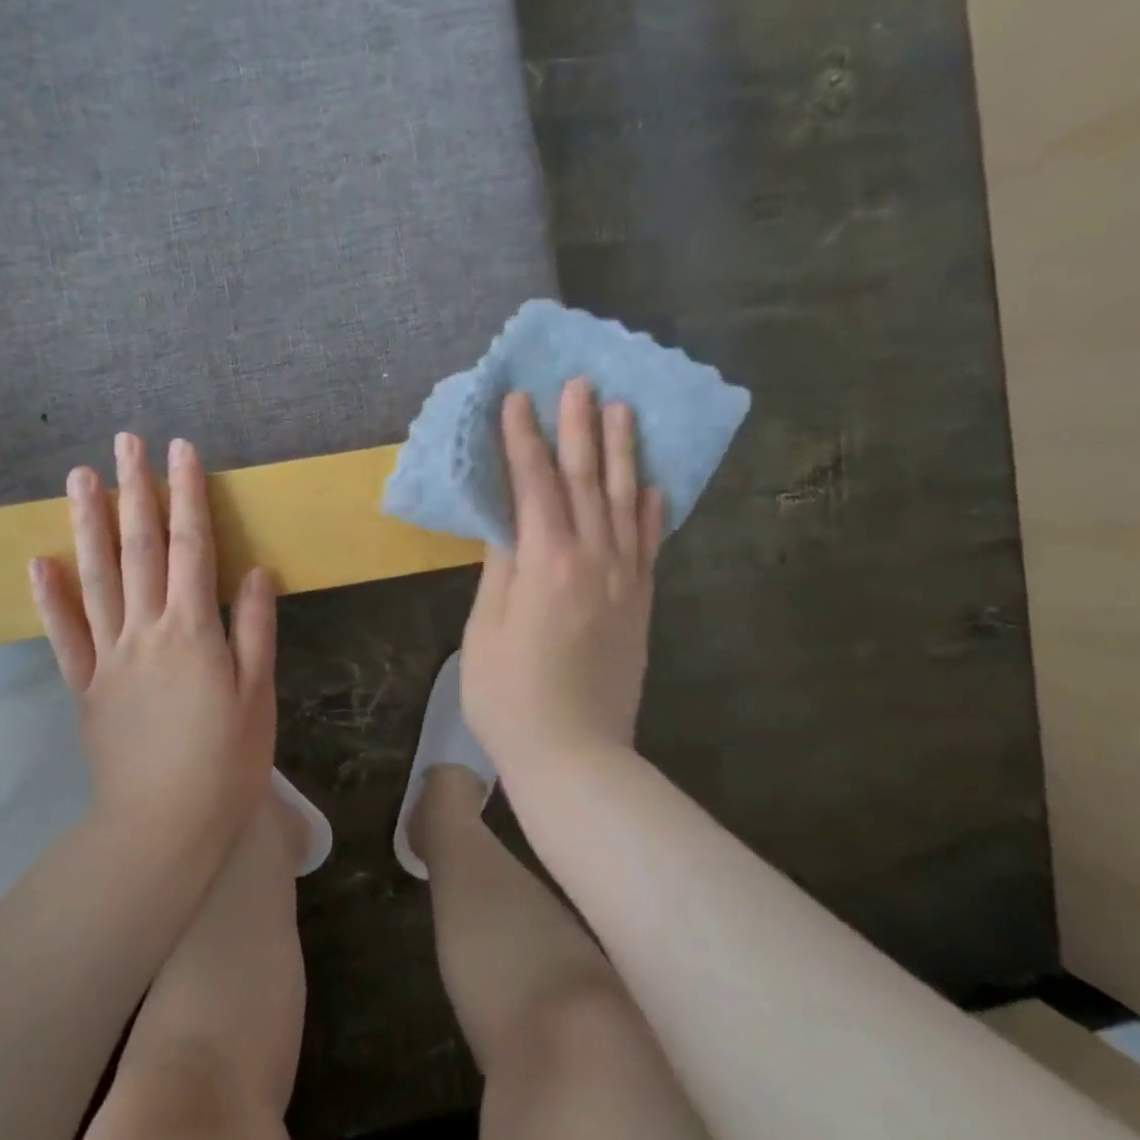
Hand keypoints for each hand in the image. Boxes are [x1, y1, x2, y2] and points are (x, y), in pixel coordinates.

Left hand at [29, 433, 276, 853]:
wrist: (164, 826)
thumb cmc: (226, 761)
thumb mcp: (258, 694)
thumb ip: (252, 629)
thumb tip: (251, 570)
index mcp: (192, 630)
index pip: (190, 546)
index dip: (187, 495)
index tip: (180, 450)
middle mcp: (146, 630)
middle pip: (138, 548)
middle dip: (135, 490)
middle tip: (125, 442)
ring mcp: (109, 656)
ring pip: (96, 578)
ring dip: (88, 524)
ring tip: (80, 478)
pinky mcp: (86, 685)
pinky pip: (65, 635)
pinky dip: (51, 597)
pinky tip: (40, 562)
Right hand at [461, 380, 663, 776]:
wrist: (574, 757)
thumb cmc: (510, 697)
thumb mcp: (487, 629)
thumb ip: (502, 568)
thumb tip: (509, 519)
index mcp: (548, 564)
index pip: (535, 485)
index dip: (524, 440)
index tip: (518, 399)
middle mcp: (594, 561)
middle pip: (587, 481)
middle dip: (579, 429)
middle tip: (580, 382)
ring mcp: (625, 581)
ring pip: (626, 503)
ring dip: (622, 454)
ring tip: (622, 411)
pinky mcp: (641, 603)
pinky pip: (649, 544)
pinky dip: (651, 509)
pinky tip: (652, 484)